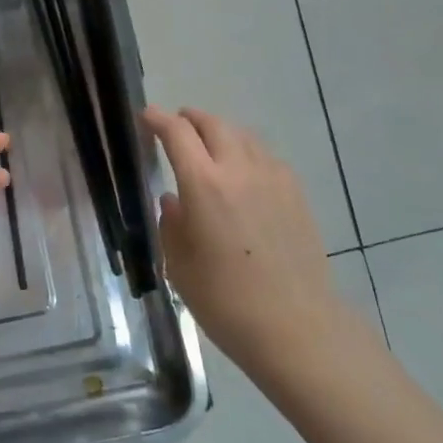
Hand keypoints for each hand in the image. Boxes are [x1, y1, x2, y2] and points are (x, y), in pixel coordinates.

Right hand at [143, 105, 343, 384]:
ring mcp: (273, 178)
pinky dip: (247, 152)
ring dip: (221, 132)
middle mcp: (239, 169)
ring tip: (210, 144)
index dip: (158, 119)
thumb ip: (171, 224)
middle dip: (191, 119)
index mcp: (203, 184)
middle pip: (213, 125)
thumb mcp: (179, 265)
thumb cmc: (225, 301)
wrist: (295, 326)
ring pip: (243, 136)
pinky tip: (244, 172)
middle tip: (177, 124)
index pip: (177, 133)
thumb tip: (174, 201)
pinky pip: (266, 157)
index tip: (146, 116)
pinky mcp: (296, 193)